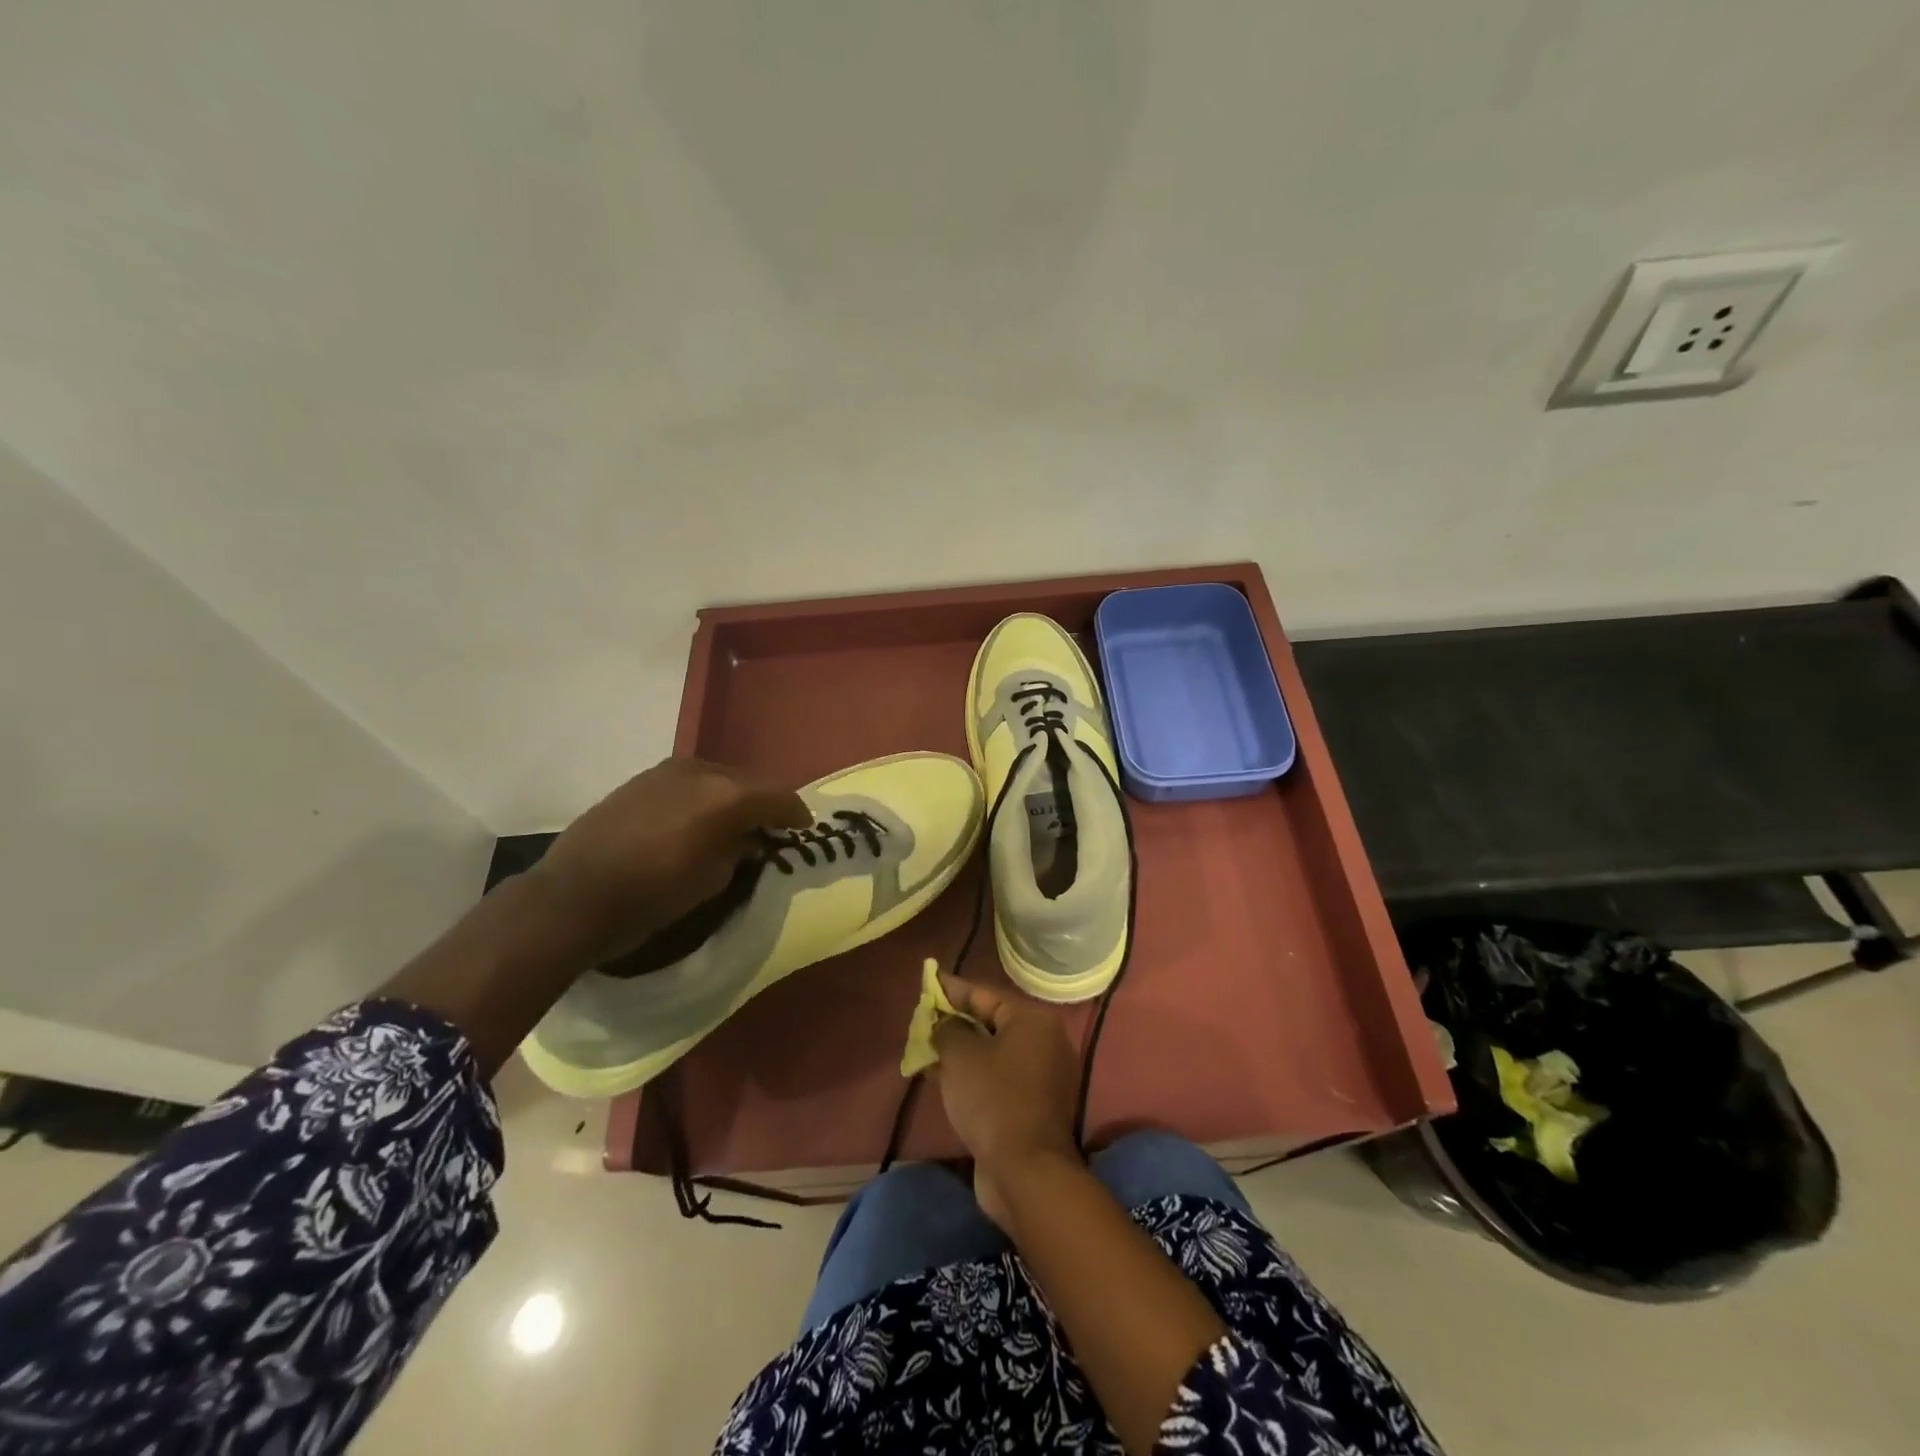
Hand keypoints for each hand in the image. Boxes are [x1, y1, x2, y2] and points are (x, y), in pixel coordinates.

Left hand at [527, 758, 809, 964]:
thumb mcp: (713, 880)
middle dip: (765, 802)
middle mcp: (702, 771)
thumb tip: (748, 838)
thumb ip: (740, 849)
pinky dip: (705, 795)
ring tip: (735, 822)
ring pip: (719, 776)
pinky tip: (698, 818)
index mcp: (727, 795)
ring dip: (733, 796)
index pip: (778, 796)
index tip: (803, 829)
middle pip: (750, 780)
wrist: (574, 896)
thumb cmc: (653, 895)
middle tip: (772, 827)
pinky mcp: (643, 778)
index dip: (796, 814)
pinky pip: (690, 781)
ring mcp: (669, 770)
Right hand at [930, 975, 1079, 1230]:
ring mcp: (1040, 1076)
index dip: (952, 988)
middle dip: (953, 1021)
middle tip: (922, 1017)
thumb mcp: (961, 1056)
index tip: (928, 980)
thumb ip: (947, 1029)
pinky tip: (939, 1077)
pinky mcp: (1031, 1105)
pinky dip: (970, 1074)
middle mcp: (1042, 1042)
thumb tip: (943, 1023)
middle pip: (990, 1022)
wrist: (1026, 1172)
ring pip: (990, 1052)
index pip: (985, 994)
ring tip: (924, 1047)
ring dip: (958, 1050)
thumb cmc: (994, 1100)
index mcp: (1032, 1020)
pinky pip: (995, 1078)